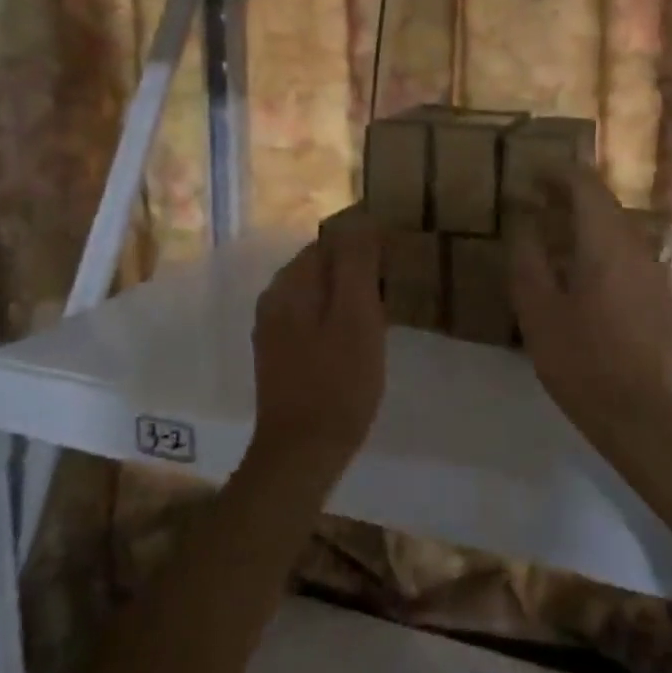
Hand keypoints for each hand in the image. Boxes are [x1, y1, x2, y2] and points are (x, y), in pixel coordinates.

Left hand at [249, 220, 386, 478]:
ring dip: (349, 289)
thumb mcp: (356, 315)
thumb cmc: (338, 382)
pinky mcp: (279, 352)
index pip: (331, 238)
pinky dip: (337, 313)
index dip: (367, 240)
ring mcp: (273, 326)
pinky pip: (312, 314)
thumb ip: (355, 262)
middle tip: (396, 279)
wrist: (301, 453)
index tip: (398, 254)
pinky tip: (358, 333)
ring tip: (384, 304)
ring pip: (318, 289)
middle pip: (322, 262)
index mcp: (291, 282)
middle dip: (357, 263)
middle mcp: (274, 296)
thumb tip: (360, 218)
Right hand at [509, 166, 671, 449]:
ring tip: (553, 234)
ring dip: (586, 220)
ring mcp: (653, 271)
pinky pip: (626, 252)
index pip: (586, 185)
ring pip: (617, 227)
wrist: (637, 412)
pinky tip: (581, 272)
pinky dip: (600, 245)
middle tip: (537, 201)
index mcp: (605, 243)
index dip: (558, 173)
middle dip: (570, 194)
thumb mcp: (537, 307)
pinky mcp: (658, 295)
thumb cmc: (578, 358)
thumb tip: (523, 219)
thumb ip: (527, 255)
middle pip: (605, 202)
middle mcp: (635, 246)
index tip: (531, 175)